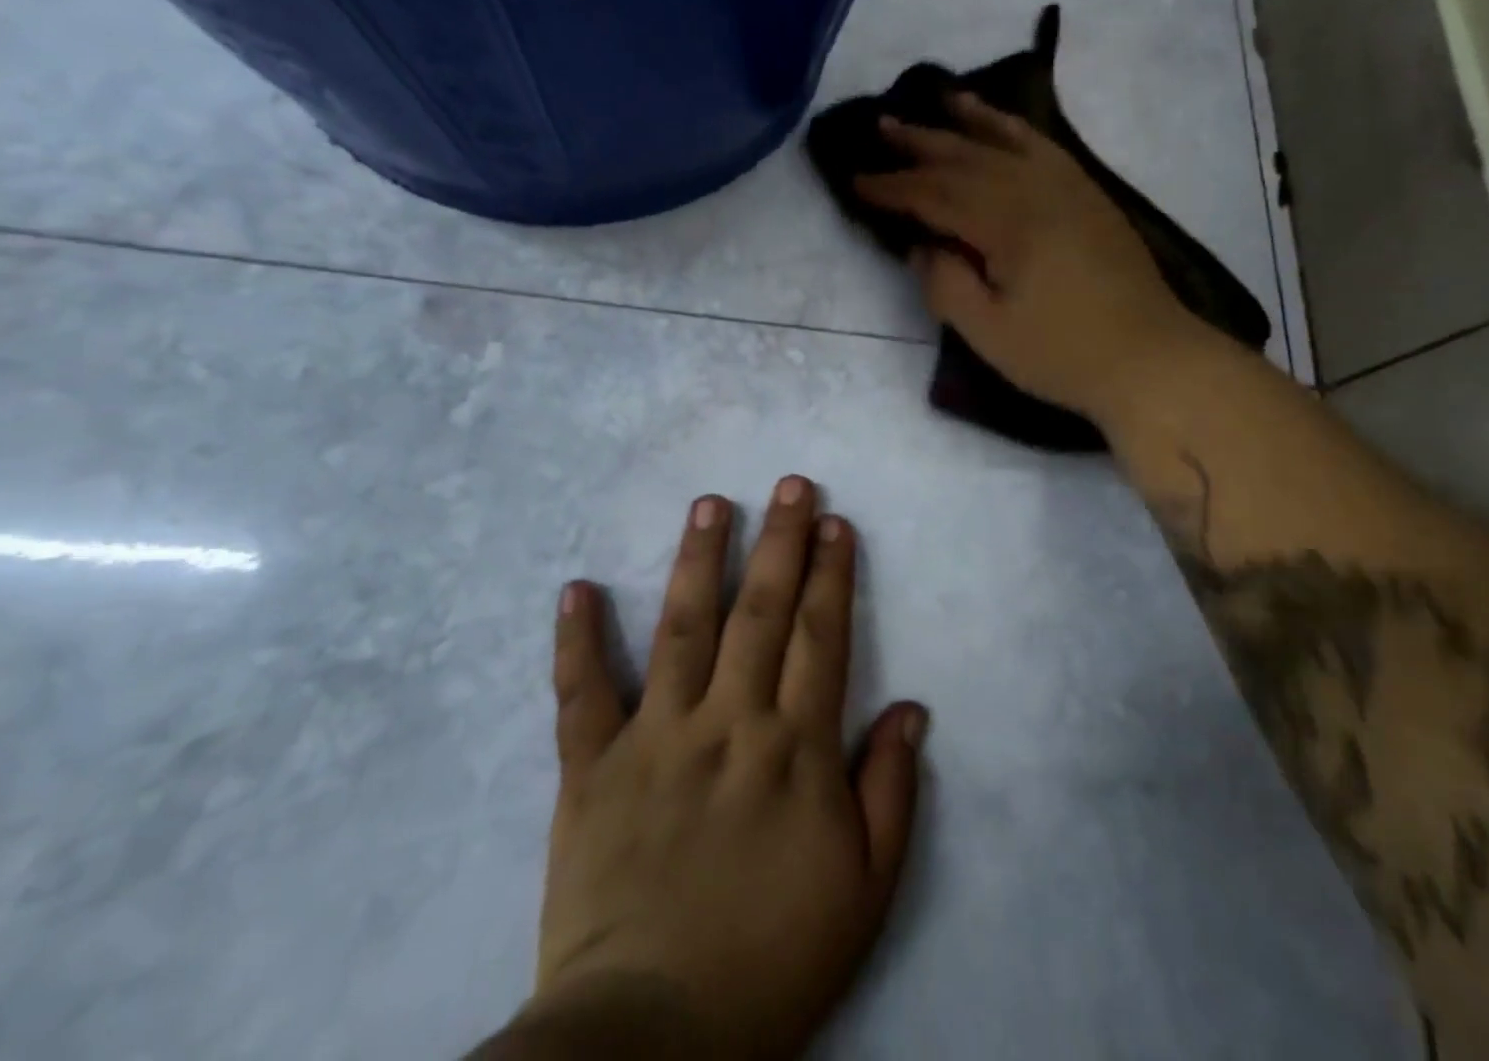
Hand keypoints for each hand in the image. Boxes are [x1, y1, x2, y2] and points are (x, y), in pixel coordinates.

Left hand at [525, 477, 926, 1060]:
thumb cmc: (773, 960)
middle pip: (760, 613)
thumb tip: (911, 707)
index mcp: (794, 750)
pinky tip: (577, 588)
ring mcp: (656, 740)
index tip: (836, 523)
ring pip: (681, 629)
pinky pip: (582, 696)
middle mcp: (728, 724)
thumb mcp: (865, 889)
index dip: (831, 574)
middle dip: (780, 541)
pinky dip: (577, 641)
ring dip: (697, 561)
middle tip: (790, 484)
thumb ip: (890, 790)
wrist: (650, 1040)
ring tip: (710, 504)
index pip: (821, 636)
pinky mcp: (593, 770)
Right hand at [855, 95, 1196, 422]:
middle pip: (965, 158)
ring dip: (965, 121)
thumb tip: (920, 245)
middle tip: (880, 128)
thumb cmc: (1062, 354)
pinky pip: (1042, 145)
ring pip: (1004, 141)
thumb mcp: (988, 333)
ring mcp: (1066, 186)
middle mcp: (1034, 189)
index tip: (855, 181)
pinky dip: (1014, 127)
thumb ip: (945, 284)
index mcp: (1006, 223)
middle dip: (919, 144)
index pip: (935, 195)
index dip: (892, 188)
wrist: (1150, 358)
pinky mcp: (1087, 193)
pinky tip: (999, 122)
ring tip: (936, 100)